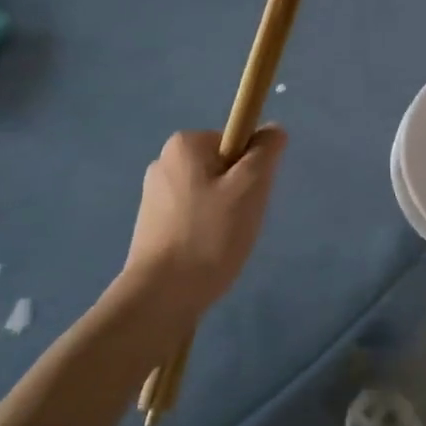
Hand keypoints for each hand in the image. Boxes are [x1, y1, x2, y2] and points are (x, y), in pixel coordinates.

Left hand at [123, 127, 287, 318]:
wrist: (162, 296)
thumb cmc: (209, 235)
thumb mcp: (250, 187)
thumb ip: (266, 152)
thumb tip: (273, 130)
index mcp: (184, 144)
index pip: (236, 142)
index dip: (251, 169)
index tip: (250, 198)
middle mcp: (164, 162)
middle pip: (223, 167)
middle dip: (239, 194)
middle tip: (241, 223)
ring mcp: (154, 196)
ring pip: (210, 194)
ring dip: (224, 215)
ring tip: (223, 244)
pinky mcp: (152, 225)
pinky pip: (193, 217)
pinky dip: (206, 231)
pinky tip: (207, 254)